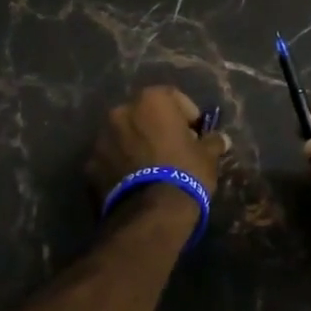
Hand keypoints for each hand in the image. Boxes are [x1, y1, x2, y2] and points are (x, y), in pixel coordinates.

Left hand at [86, 86, 229, 204]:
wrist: (150, 214)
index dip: (187, 115)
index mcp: (151, 101)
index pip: (173, 97)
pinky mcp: (89, 165)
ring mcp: (101, 138)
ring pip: (124, 135)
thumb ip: (213, 141)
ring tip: (152, 169)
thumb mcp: (208, 156)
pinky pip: (110, 158)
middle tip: (173, 149)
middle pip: (144, 115)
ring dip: (136, 145)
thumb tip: (220, 139)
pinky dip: (121, 165)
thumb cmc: (185, 173)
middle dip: (157, 128)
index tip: (196, 134)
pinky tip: (135, 182)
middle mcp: (121, 111)